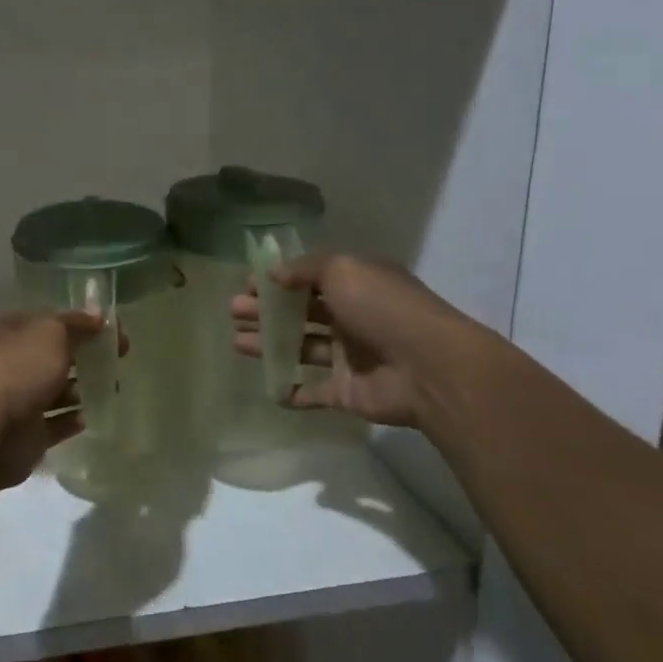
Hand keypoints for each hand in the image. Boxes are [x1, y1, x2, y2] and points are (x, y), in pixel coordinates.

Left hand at [0, 311, 103, 489]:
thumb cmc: (18, 368)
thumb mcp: (51, 333)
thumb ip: (76, 324)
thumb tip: (98, 315)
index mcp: (11, 332)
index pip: (50, 322)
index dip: (82, 324)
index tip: (114, 333)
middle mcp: (11, 363)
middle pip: (52, 356)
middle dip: (82, 357)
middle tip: (116, 361)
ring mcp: (16, 400)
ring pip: (54, 391)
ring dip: (79, 390)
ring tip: (109, 388)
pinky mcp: (25, 434)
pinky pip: (54, 424)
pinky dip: (70, 420)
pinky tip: (88, 417)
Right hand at [230, 254, 476, 429]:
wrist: (428, 368)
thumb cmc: (382, 308)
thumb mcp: (343, 270)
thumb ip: (304, 270)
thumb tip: (274, 274)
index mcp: (356, 285)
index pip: (310, 279)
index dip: (278, 281)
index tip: (248, 285)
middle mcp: (353, 318)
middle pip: (301, 313)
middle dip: (266, 312)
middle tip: (234, 311)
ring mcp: (351, 356)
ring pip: (302, 348)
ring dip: (270, 345)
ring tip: (237, 342)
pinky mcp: (348, 392)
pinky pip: (314, 391)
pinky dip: (292, 391)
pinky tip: (269, 386)